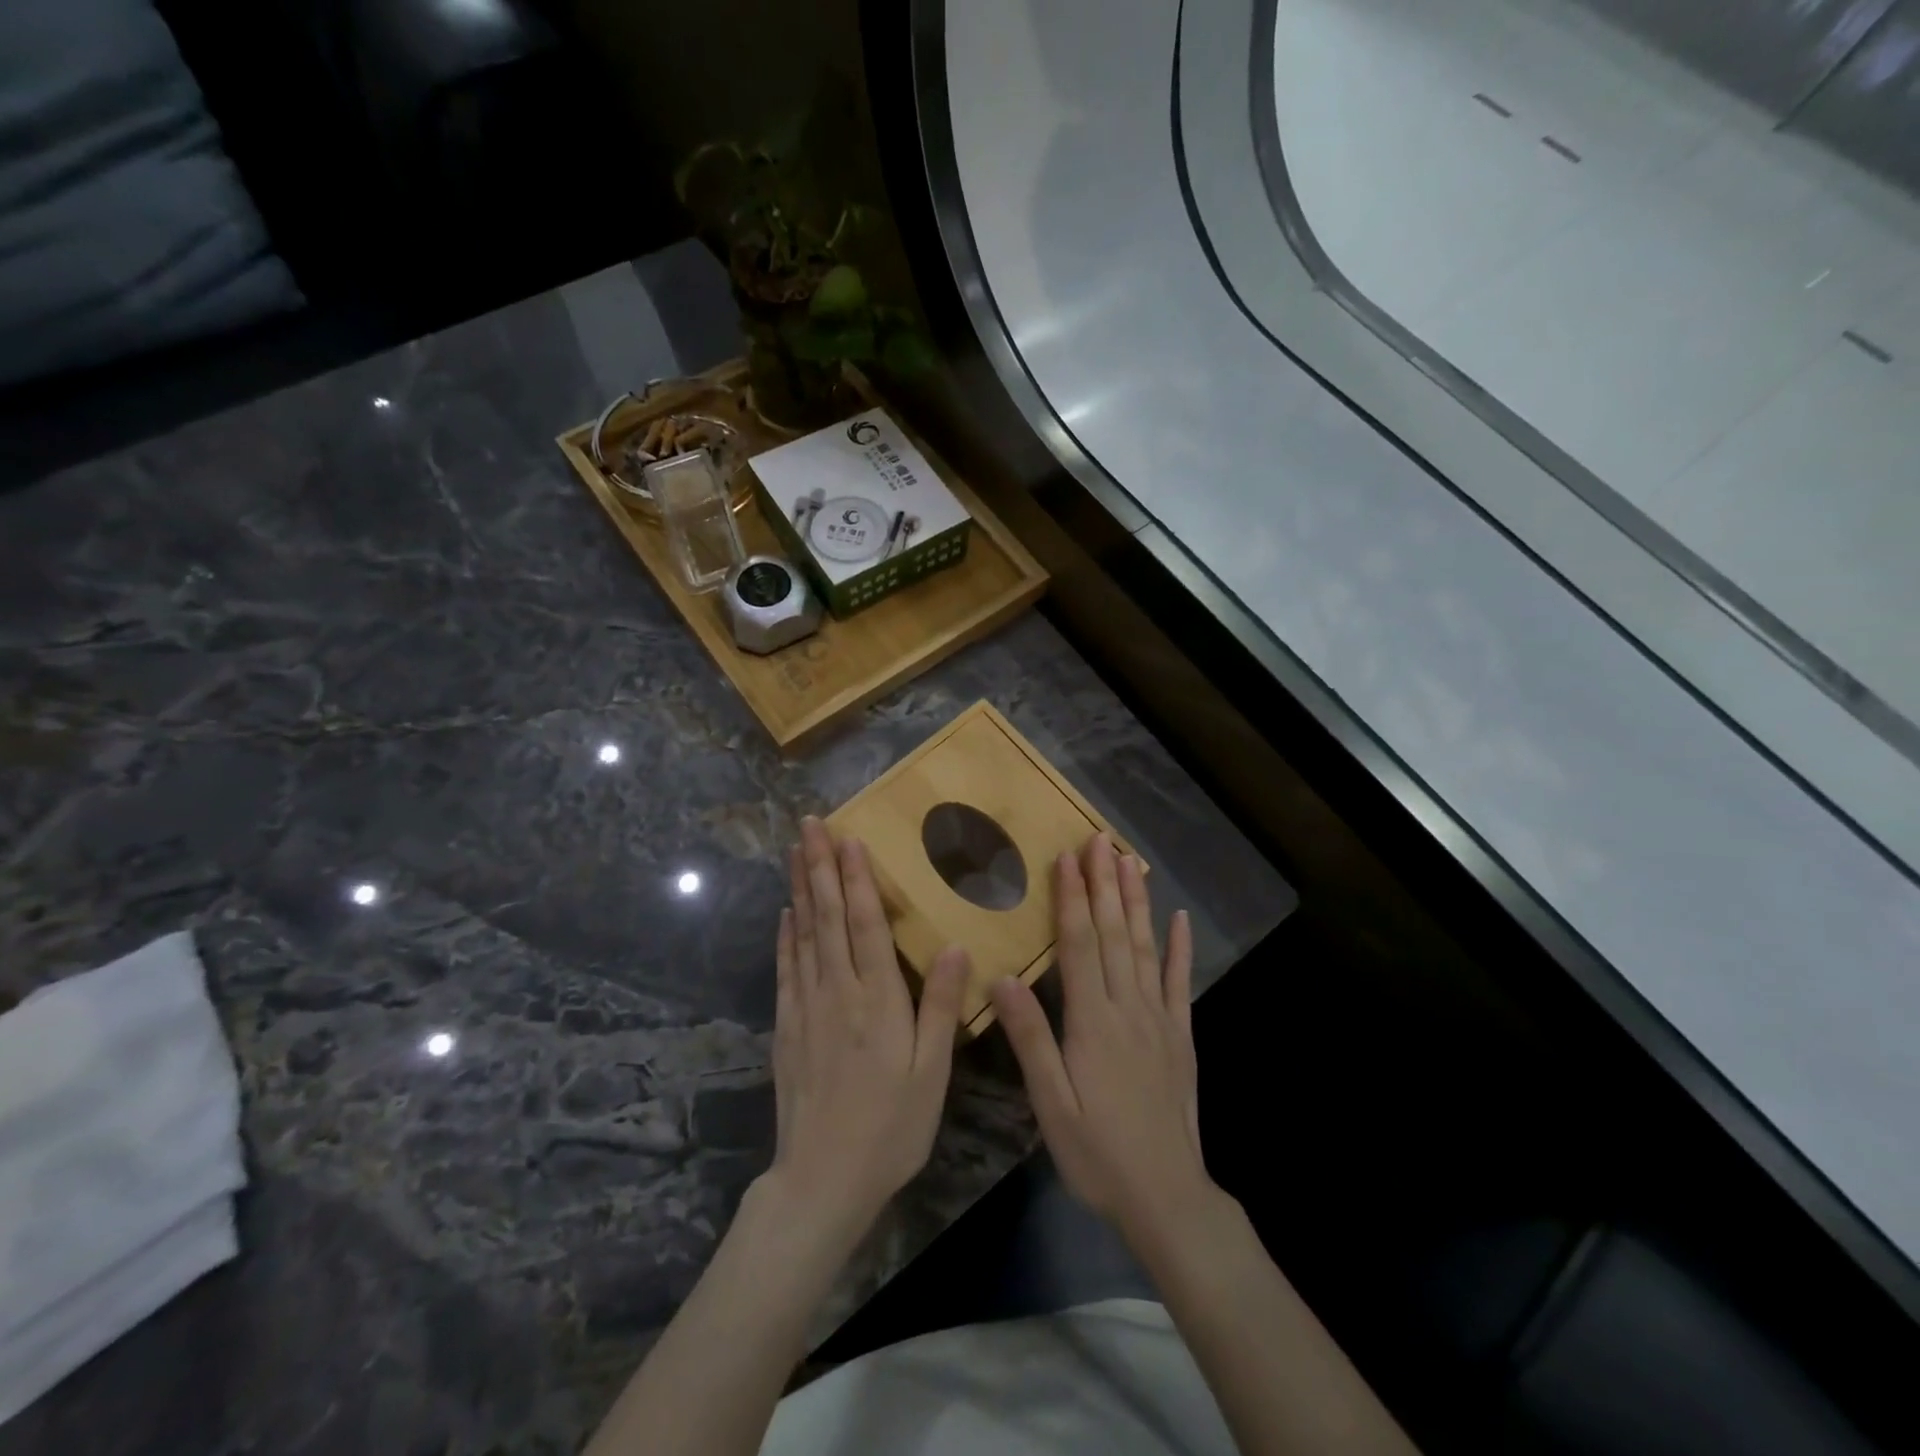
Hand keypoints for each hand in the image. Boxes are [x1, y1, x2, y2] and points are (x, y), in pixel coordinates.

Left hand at [765, 817, 968, 1248]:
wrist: (822, 1180)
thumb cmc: (890, 1127)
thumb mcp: (931, 1073)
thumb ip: (941, 1007)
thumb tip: (954, 946)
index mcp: (878, 1000)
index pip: (865, 924)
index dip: (856, 878)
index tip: (848, 838)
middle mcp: (838, 992)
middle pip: (826, 917)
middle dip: (819, 866)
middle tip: (809, 824)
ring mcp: (807, 1008)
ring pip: (803, 934)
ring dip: (799, 889)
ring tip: (794, 851)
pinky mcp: (787, 1028)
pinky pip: (786, 970)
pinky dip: (785, 936)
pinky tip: (785, 914)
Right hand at [991, 835, 1210, 1247]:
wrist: (1167, 1196)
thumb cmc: (1097, 1152)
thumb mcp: (1051, 1103)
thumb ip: (1030, 1038)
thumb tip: (1003, 977)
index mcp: (1092, 1020)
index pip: (1080, 944)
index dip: (1072, 898)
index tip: (1067, 857)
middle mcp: (1128, 1007)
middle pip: (1114, 934)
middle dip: (1105, 883)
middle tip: (1099, 839)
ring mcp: (1160, 1019)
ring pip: (1146, 947)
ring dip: (1136, 902)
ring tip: (1130, 861)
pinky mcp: (1182, 1036)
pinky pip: (1181, 983)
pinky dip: (1180, 948)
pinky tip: (1179, 919)